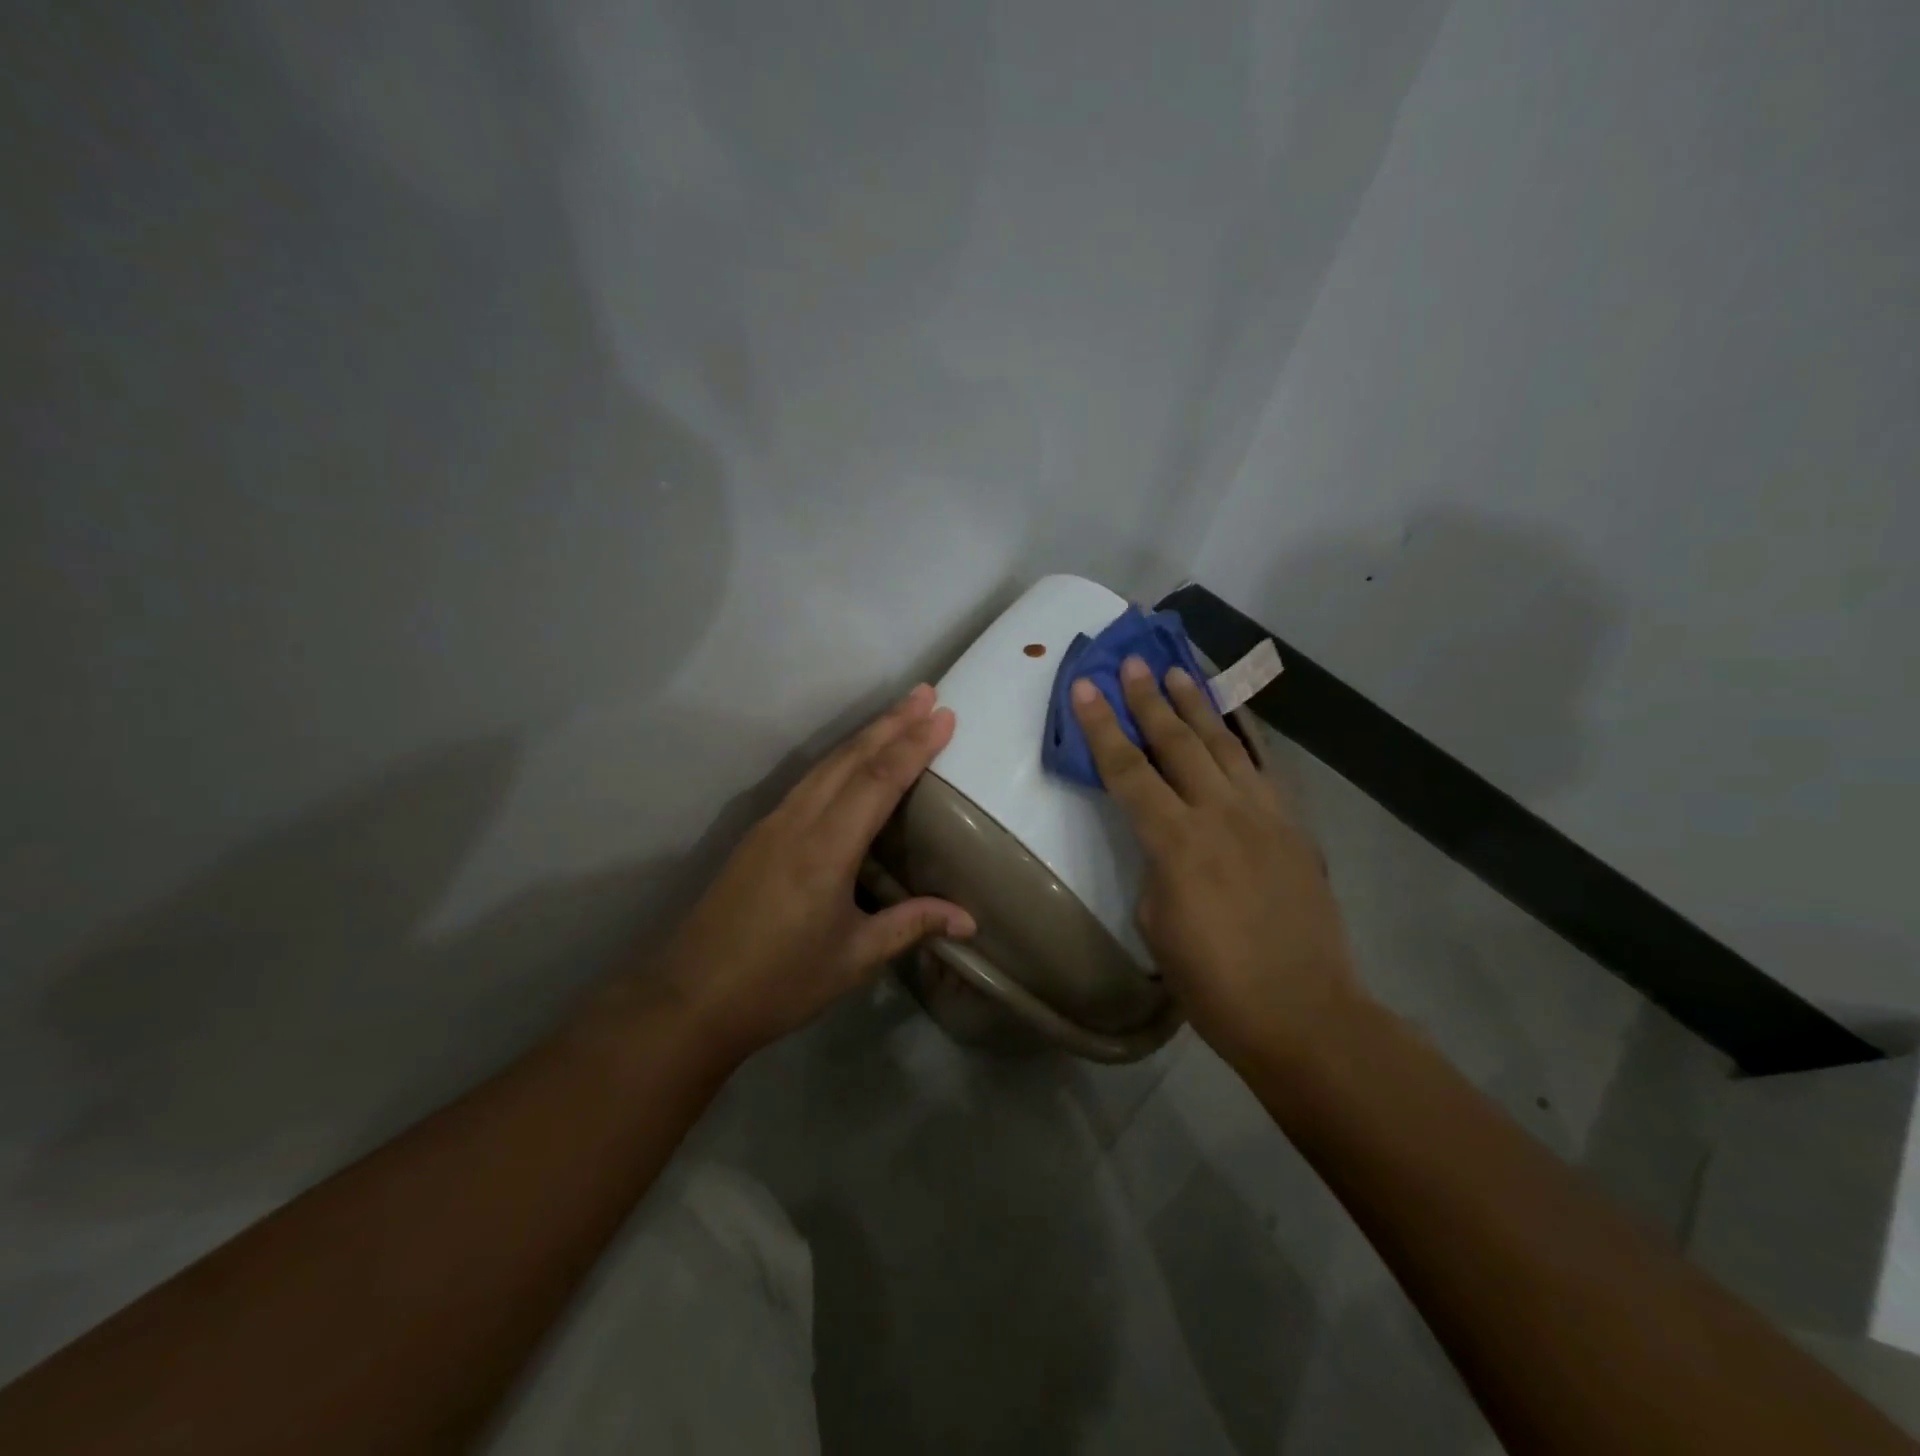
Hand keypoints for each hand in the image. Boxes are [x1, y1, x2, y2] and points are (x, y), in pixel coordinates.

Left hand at [632, 685, 975, 1063]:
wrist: (690, 998)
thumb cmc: (779, 983)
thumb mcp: (854, 958)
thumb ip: (911, 925)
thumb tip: (969, 920)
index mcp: (826, 850)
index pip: (878, 781)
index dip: (914, 746)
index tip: (944, 715)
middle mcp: (798, 822)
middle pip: (850, 758)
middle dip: (891, 722)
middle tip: (926, 692)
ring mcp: (773, 824)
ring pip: (826, 764)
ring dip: (865, 735)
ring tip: (898, 713)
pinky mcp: (759, 834)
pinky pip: (809, 781)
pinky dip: (840, 759)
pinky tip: (852, 760)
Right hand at [1070, 657, 1363, 1068]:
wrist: (1303, 1013)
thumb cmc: (1214, 981)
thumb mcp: (1157, 923)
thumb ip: (1156, 866)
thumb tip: (1166, 842)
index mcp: (1176, 843)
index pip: (1127, 771)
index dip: (1100, 727)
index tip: (1083, 687)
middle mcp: (1220, 814)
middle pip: (1177, 742)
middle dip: (1149, 699)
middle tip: (1131, 662)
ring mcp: (1264, 816)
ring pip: (1224, 745)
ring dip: (1197, 705)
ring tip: (1178, 672)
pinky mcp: (1293, 828)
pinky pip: (1265, 769)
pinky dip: (1245, 737)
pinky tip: (1234, 719)